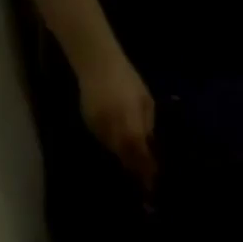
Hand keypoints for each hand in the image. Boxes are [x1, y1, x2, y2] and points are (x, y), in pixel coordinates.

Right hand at [78, 58, 155, 187]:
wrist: (95, 60)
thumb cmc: (126, 78)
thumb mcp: (145, 101)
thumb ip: (148, 126)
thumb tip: (150, 148)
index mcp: (129, 119)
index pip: (139, 151)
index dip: (146, 167)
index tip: (153, 181)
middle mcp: (112, 125)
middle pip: (126, 155)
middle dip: (136, 168)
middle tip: (145, 180)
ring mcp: (98, 125)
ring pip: (114, 151)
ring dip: (125, 158)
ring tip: (135, 165)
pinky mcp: (89, 123)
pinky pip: (104, 141)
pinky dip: (114, 146)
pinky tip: (121, 146)